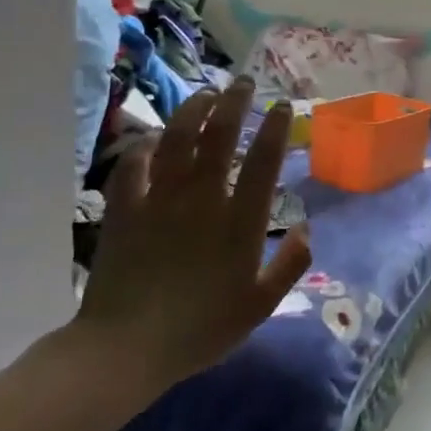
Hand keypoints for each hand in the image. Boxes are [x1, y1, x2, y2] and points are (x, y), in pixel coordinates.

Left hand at [75, 78, 310, 399]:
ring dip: (193, 111)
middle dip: (234, 103)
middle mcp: (202, 199)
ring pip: (177, 140)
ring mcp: (160, 200)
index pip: (262, 162)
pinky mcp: (125, 210)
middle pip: (219, 137)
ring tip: (206, 94)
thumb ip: (289, 265)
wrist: (126, 348)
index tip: (281, 107)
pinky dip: (145, 146)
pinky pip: (133, 166)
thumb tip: (305, 228)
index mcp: (239, 221)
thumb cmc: (201, 329)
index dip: (274, 129)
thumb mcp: (259, 305)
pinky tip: (153, 138)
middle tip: (244, 82)